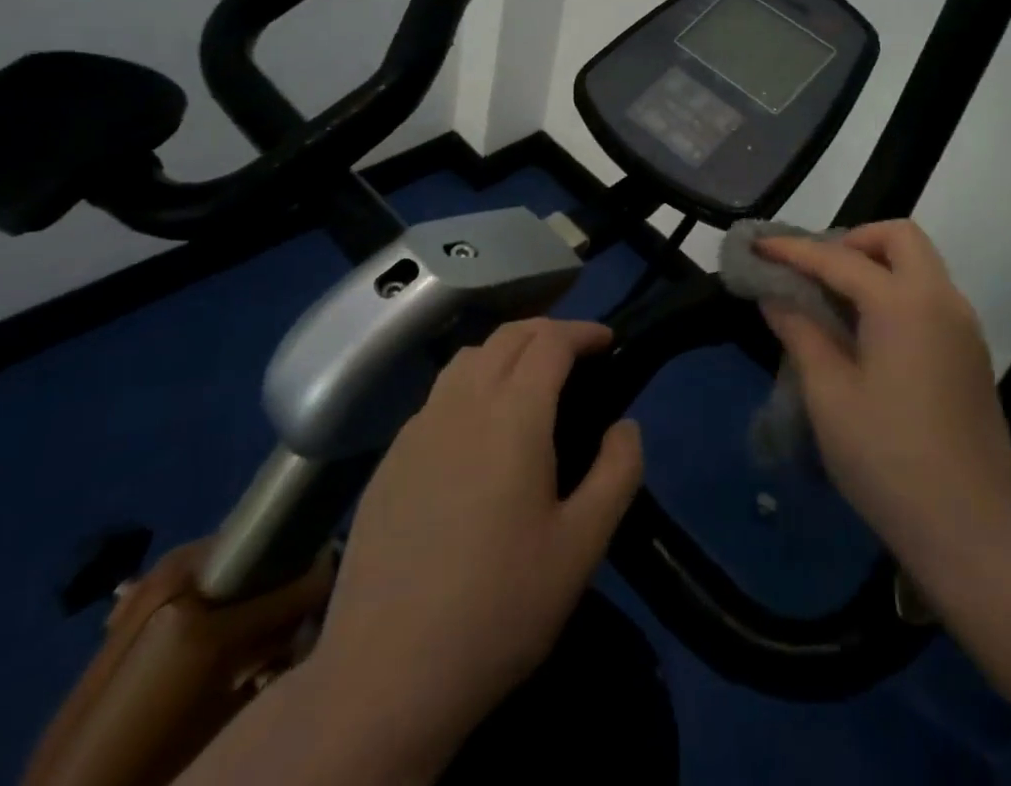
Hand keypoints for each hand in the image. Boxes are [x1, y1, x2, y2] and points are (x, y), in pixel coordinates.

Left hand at [305, 319, 642, 778]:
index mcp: (512, 416)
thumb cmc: (497, 608)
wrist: (384, 678)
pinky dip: (472, 383)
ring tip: (531, 382)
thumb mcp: (582, 547)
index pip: (550, 341)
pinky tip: (479, 432)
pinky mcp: (389, 460)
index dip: (584, 331)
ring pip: (468, 358)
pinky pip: (438, 395)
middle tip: (579, 356)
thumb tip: (625, 426)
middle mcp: (461, 404)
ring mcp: (417, 429)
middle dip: (549, 331)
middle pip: (507, 336)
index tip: (609, 341)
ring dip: (507, 351)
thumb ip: (617, 473)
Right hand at [755, 221, 1010, 576]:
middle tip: (816, 271)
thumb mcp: (829, 395)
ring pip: (920, 265)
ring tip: (834, 300)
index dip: (794, 250)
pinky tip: (868, 332)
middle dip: (853, 240)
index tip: (760, 246)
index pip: (839, 259)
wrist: (971, 529)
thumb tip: (776, 296)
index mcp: (903, 303)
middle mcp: (941, 299)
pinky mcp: (972, 354)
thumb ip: (801, 333)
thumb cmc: (888, 458)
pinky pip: (931, 296)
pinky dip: (897, 292)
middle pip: (900, 238)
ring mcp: (964, 326)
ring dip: (877, 265)